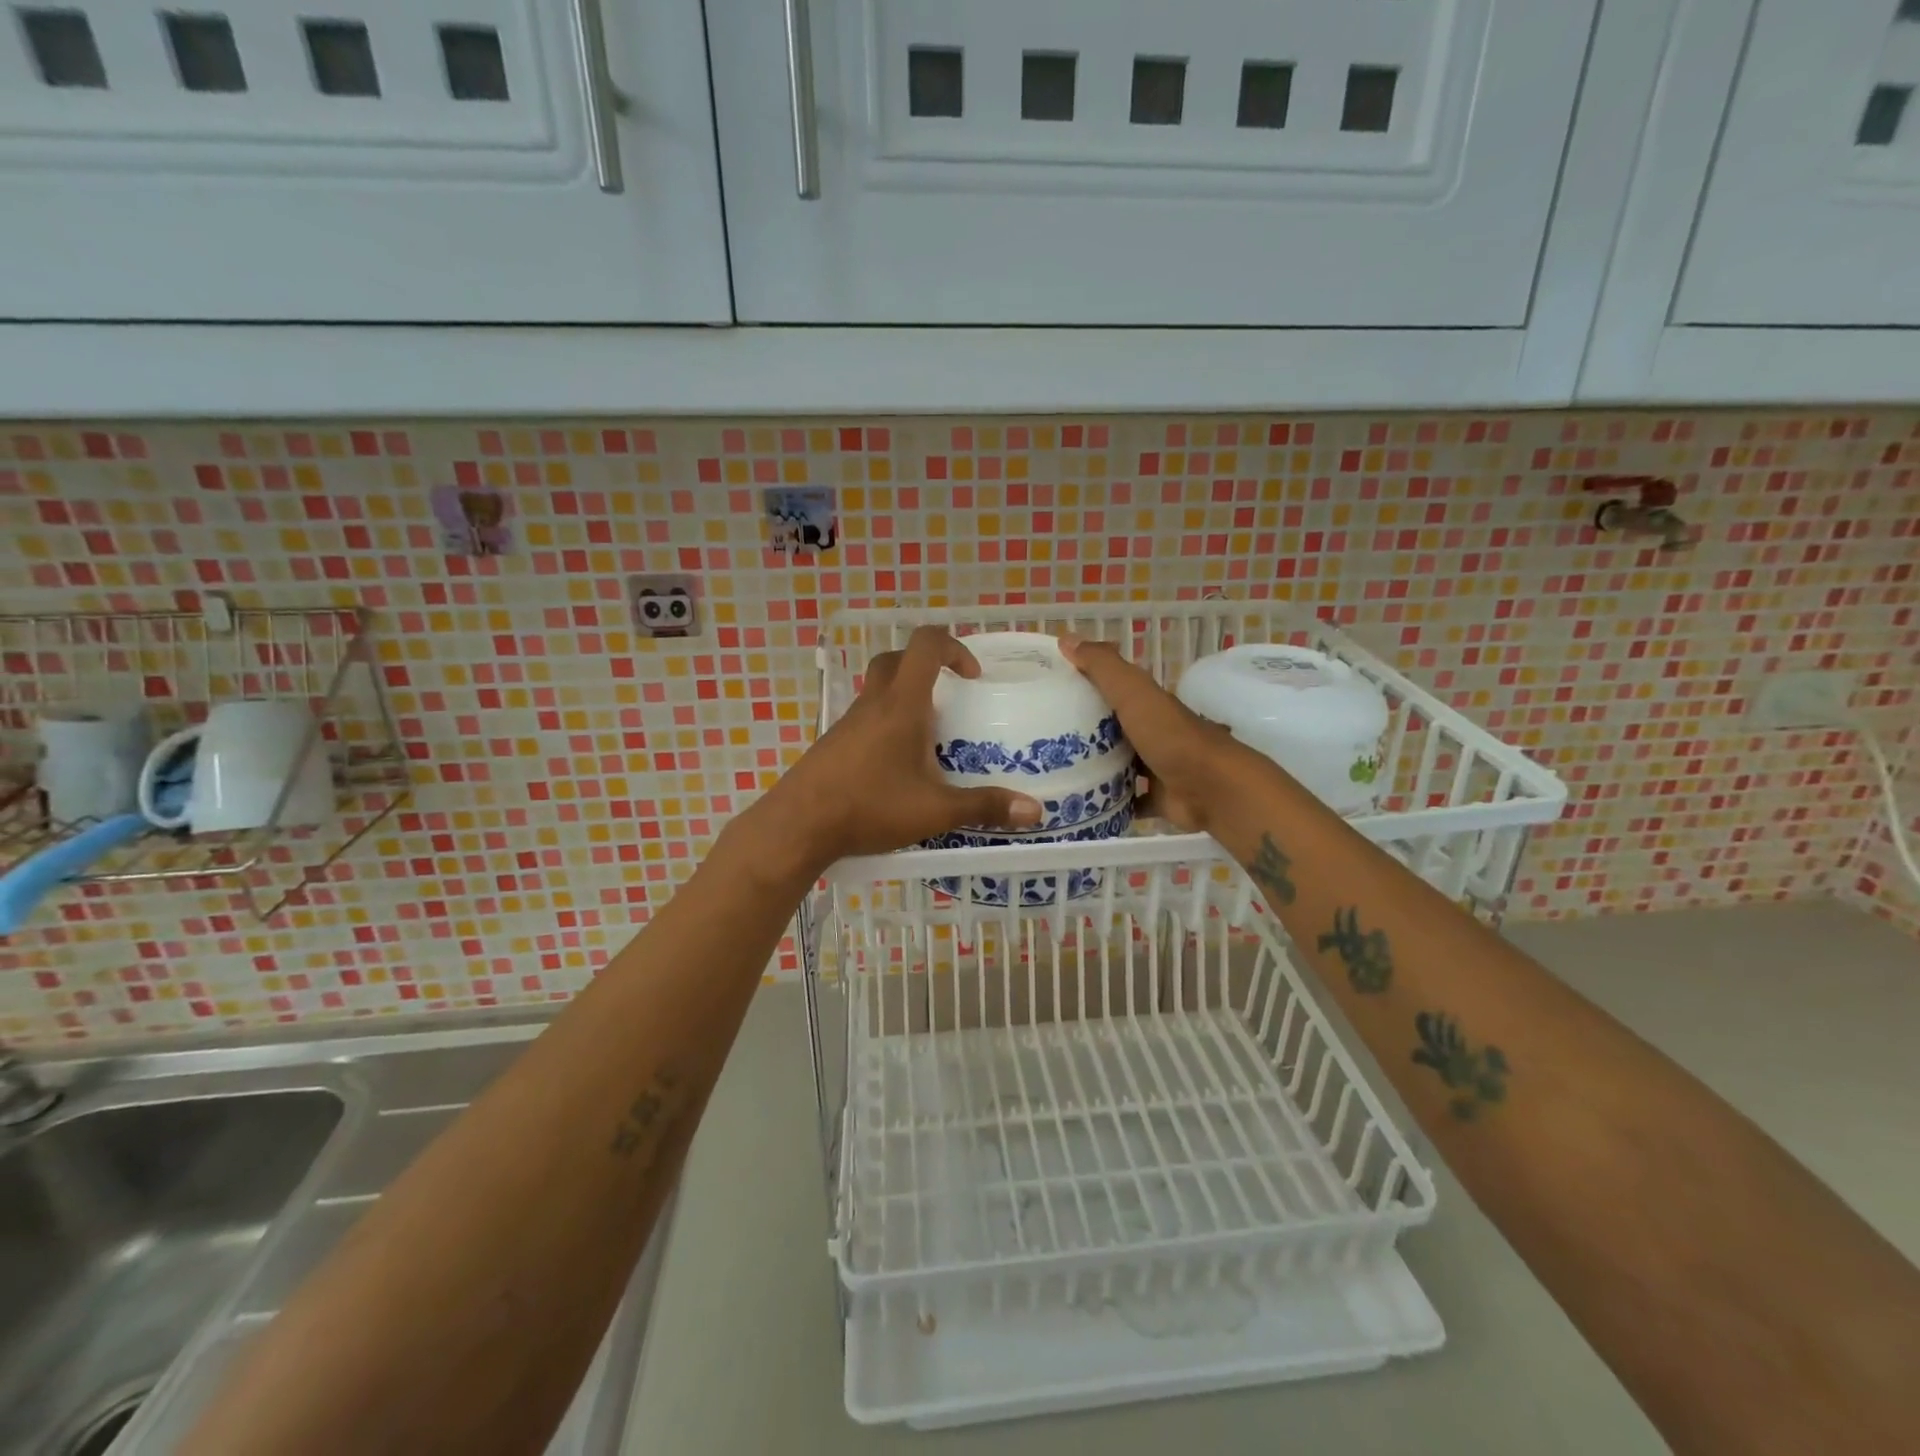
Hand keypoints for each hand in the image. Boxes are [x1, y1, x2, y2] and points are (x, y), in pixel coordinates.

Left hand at [750, 627, 1042, 869]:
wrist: (798, 826)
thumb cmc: (869, 807)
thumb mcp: (934, 810)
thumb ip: (984, 807)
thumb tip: (1035, 812)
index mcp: (901, 705)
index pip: (926, 645)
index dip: (954, 647)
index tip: (972, 676)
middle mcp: (873, 704)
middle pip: (897, 660)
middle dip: (927, 667)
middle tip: (949, 698)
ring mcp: (847, 723)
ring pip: (878, 690)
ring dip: (905, 698)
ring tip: (928, 739)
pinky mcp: (833, 744)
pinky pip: (865, 718)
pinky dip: (885, 725)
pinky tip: (895, 766)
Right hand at [1057, 635, 1240, 833]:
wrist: (1210, 789)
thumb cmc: (1169, 736)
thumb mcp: (1133, 692)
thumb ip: (1102, 666)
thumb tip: (1066, 638)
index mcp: (1146, 704)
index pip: (1109, 689)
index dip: (1081, 687)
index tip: (1045, 693)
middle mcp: (1151, 732)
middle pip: (1111, 728)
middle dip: (1082, 731)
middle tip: (1040, 738)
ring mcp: (1155, 767)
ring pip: (1118, 764)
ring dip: (1093, 767)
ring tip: (1052, 773)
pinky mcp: (1157, 798)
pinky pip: (1128, 799)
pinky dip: (1109, 801)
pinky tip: (1080, 803)